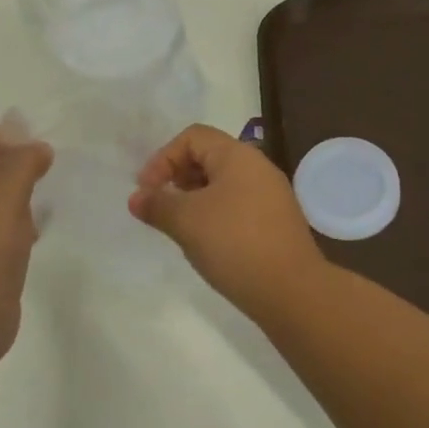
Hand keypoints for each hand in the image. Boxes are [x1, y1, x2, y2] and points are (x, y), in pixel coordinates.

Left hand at [0, 124, 54, 361]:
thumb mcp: (3, 198)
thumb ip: (22, 165)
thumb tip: (38, 148)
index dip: (0, 134)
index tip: (31, 151)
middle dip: (15, 161)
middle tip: (45, 171)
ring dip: (21, 192)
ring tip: (46, 199)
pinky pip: (5, 230)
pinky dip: (23, 222)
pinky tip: (40, 232)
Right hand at [128, 124, 327, 313]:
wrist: (291, 290)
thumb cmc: (234, 243)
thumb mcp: (186, 221)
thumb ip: (157, 204)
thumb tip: (137, 198)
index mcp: (238, 155)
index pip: (193, 137)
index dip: (163, 158)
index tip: (147, 191)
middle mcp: (258, 167)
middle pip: (209, 157)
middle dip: (178, 177)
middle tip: (161, 207)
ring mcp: (271, 195)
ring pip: (223, 184)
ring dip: (195, 199)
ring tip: (180, 227)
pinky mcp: (276, 222)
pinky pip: (238, 205)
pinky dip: (215, 214)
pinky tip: (206, 242)